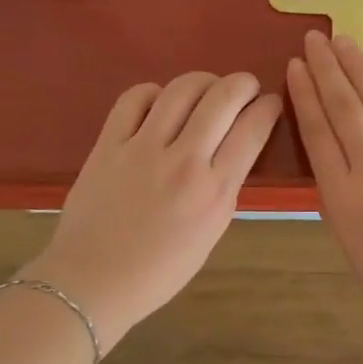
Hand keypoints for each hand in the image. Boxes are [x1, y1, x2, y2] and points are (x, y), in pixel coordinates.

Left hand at [29, 72, 281, 347]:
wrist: (93, 282)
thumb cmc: (159, 270)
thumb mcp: (211, 233)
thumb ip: (224, 186)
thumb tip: (232, 147)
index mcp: (214, 192)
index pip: (253, 129)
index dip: (268, 107)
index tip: (269, 103)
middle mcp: (184, 162)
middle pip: (223, 97)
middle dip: (242, 83)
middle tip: (244, 87)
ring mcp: (143, 149)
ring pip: (181, 89)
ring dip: (203, 81)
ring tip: (206, 89)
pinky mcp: (109, 144)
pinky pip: (135, 98)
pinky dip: (154, 92)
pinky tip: (159, 103)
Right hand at [286, 31, 362, 327]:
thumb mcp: (349, 240)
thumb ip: (339, 193)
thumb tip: (336, 152)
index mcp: (343, 196)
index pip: (318, 131)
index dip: (305, 94)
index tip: (295, 66)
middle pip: (346, 108)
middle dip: (327, 69)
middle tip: (315, 38)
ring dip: (361, 68)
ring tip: (344, 42)